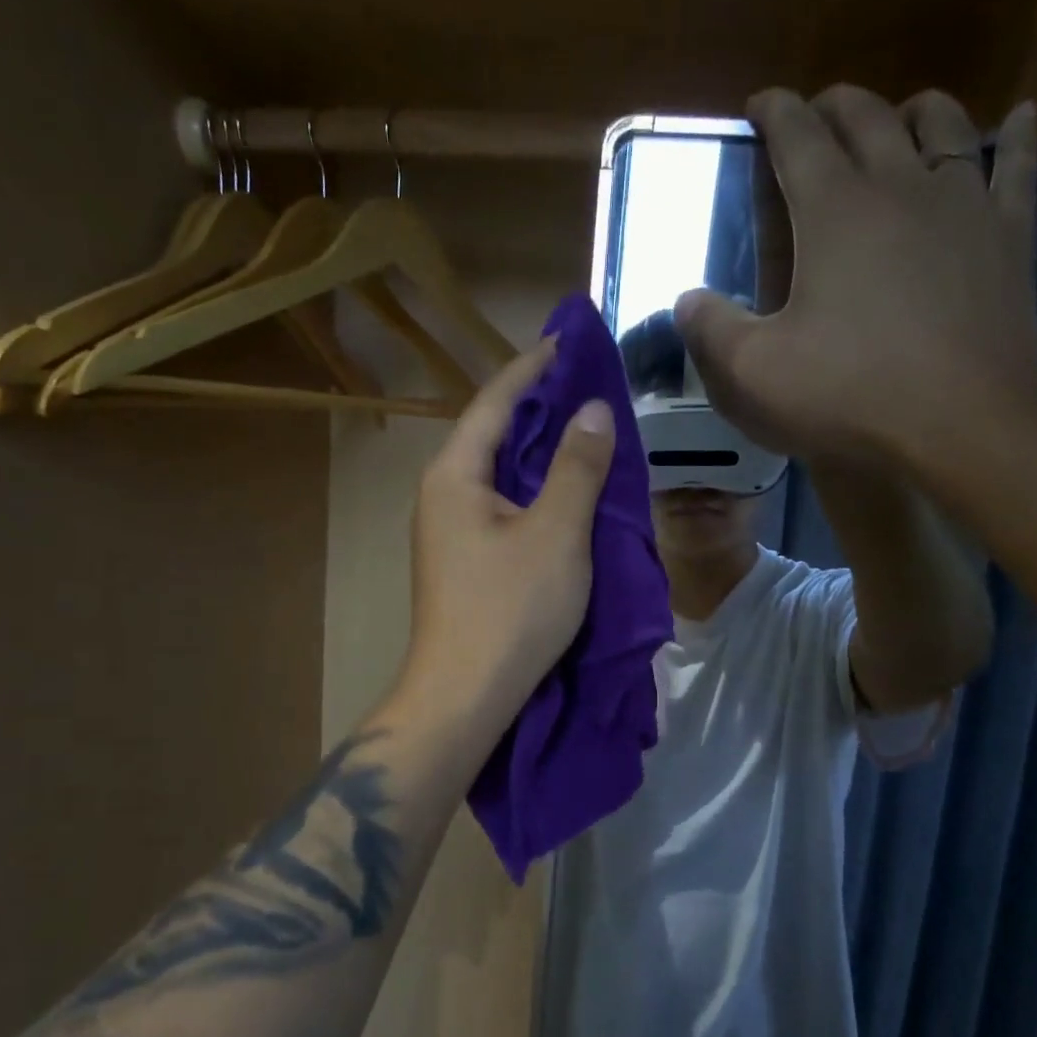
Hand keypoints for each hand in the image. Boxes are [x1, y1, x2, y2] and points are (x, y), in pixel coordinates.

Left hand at [398, 344, 616, 736]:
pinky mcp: (464, 560)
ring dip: (541, 449)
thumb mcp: (557, 533)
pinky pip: (502, 504)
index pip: (496, 401)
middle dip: (540, 406)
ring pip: (500, 472)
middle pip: (494, 433)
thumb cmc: (511, 610)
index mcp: (455, 474)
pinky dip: (535, 488)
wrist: (464, 697)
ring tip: (585, 428)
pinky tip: (566, 490)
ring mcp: (449, 530)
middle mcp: (443, 493)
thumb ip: (577, 467)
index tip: (569, 339)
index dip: (534, 368)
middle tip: (588, 383)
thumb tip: (593, 409)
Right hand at [677, 85, 1036, 468]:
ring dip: (915, 111)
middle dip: (835, 105)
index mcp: (832, 211)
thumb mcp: (753, 374)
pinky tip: (1021, 118)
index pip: (797, 136)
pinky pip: (1019, 169)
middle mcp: (900, 186)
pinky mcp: (1010, 237)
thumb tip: (687, 300)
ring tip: (902, 112)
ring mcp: (963, 206)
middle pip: (867, 119)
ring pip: (944, 128)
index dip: (774, 112)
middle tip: (817, 111)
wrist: (961, 422)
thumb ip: (710, 331)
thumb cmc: (848, 395)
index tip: (759, 104)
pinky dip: (1018, 138)